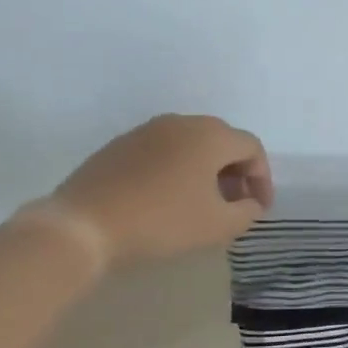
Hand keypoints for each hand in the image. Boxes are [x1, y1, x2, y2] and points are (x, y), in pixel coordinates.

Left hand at [41, 114, 272, 268]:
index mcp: (210, 135)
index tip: (258, 209)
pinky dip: (177, 170)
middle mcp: (181, 122)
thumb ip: (246, 212)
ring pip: (191, 144)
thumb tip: (250, 203)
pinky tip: (167, 199)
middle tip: (235, 205)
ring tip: (202, 203)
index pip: (251, 148)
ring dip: (206, 170)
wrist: (85, 224)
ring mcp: (147, 130)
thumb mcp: (217, 225)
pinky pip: (163, 151)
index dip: (262, 179)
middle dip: (236, 172)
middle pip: (222, 141)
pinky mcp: (121, 145)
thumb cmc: (162, 221)